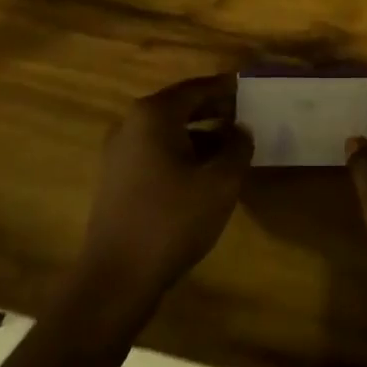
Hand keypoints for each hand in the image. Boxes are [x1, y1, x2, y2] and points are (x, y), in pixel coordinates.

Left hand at [78, 74, 251, 304]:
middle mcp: (131, 124)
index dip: (225, 88)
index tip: (250, 88)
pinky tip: (203, 172)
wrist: (117, 277)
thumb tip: (242, 130)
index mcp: (153, 115)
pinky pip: (155, 151)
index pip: (196, 88)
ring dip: (199, 133)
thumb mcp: (220, 183)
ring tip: (231, 145)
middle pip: (179, 106)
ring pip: (167, 131)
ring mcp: (119, 152)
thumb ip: (238, 148)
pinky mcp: (116, 178)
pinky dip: (181, 152)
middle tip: (245, 115)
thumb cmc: (172, 220)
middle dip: (213, 110)